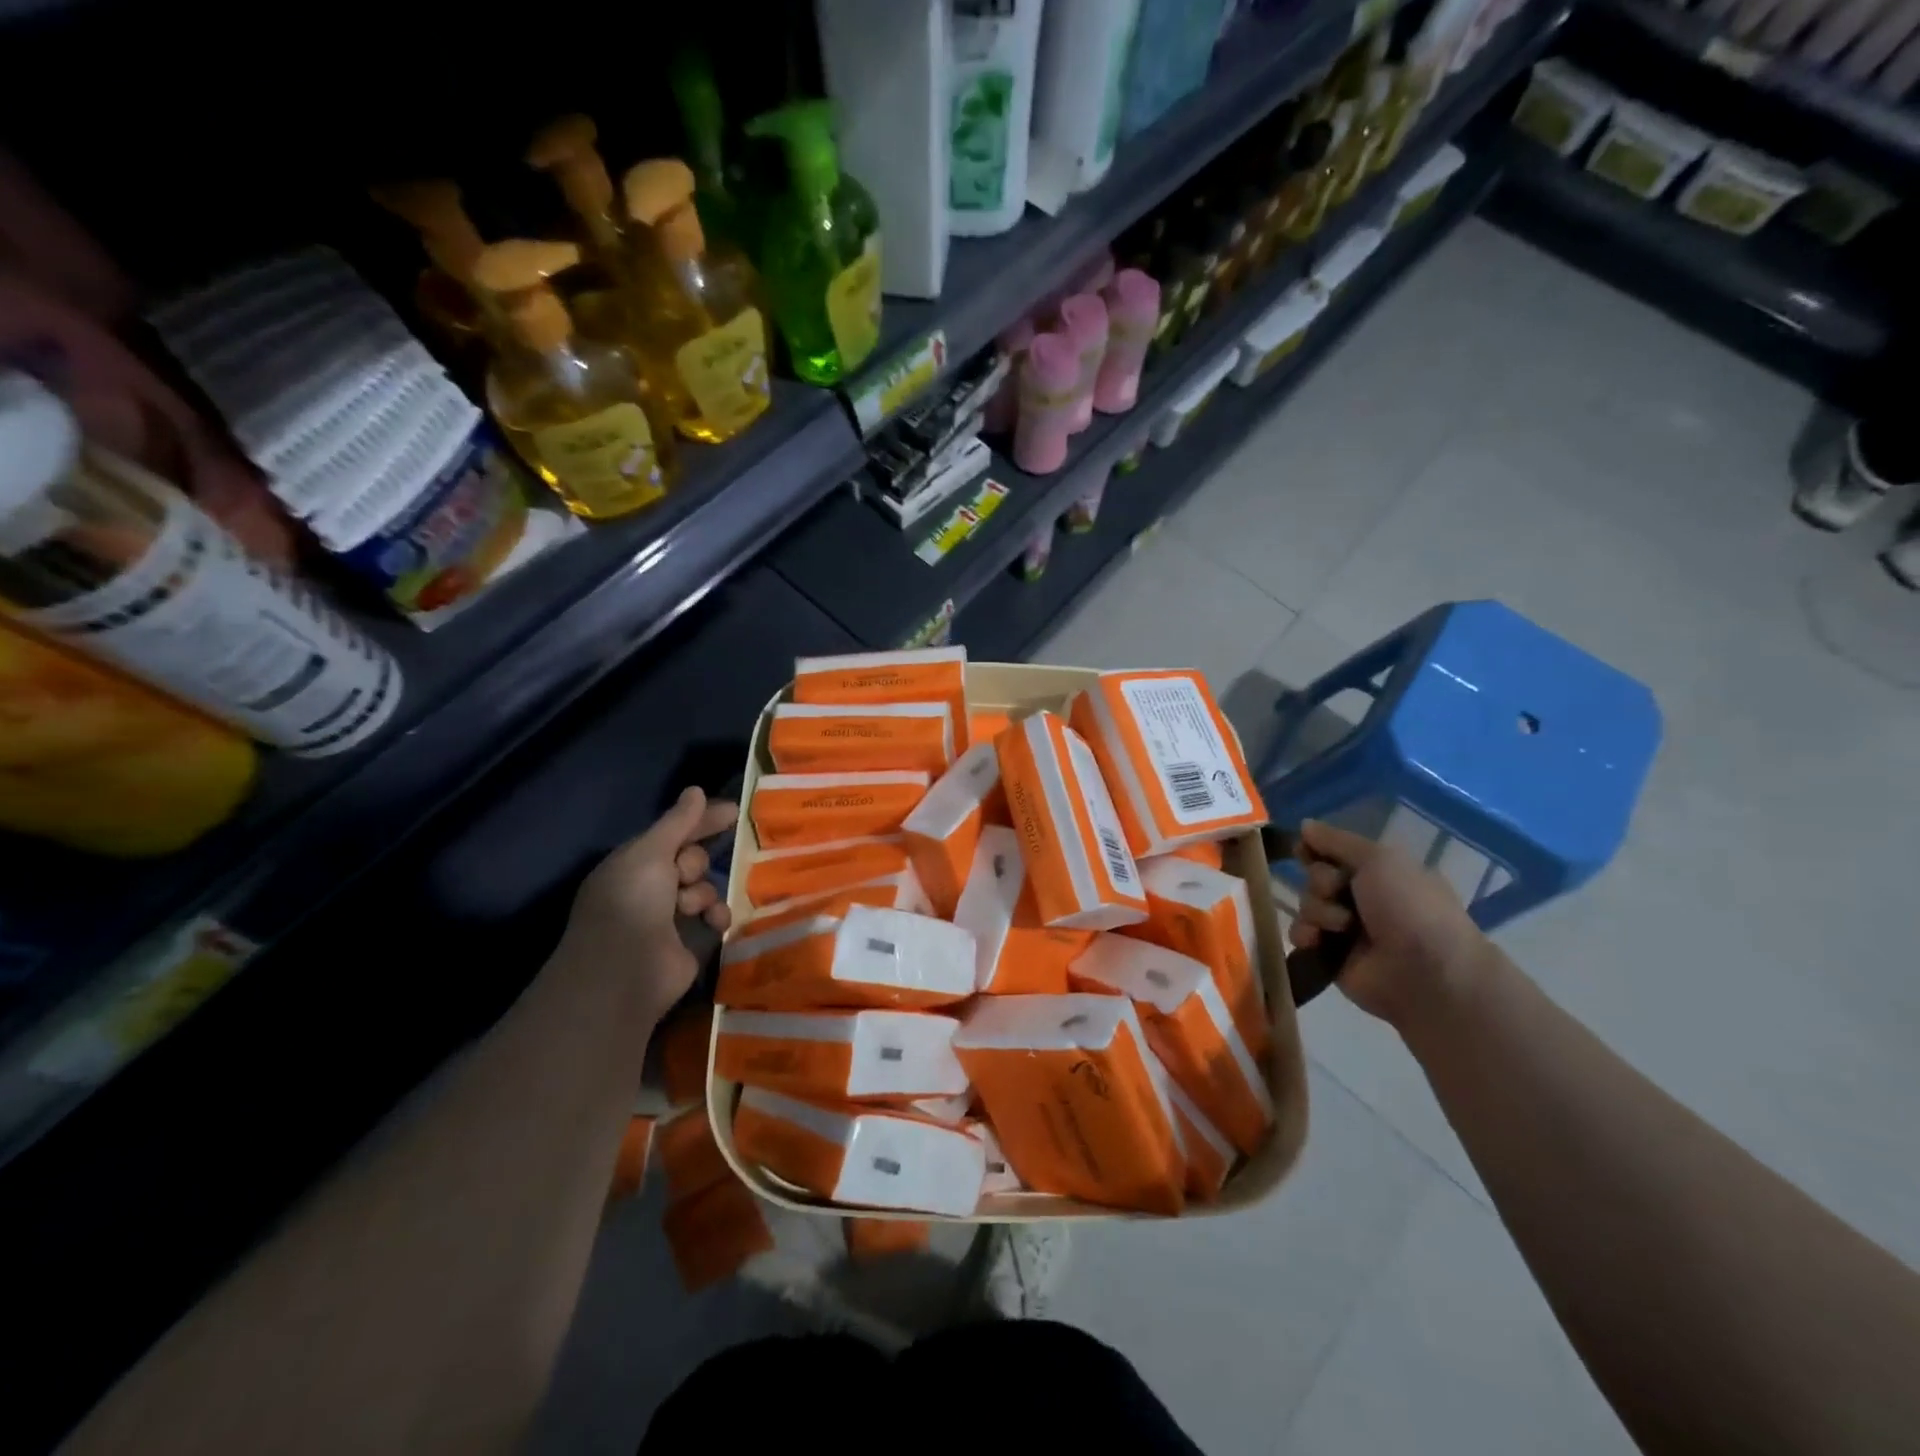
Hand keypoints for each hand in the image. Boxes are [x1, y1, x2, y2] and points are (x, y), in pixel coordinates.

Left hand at [558, 787, 737, 1016]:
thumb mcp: (651, 852)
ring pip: (706, 888)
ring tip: (692, 907)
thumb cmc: (632, 903)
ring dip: (705, 893)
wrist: (625, 972)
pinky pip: (716, 917)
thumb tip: (696, 789)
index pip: (673, 832)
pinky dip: (718, 916)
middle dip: (695, 863)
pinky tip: (715, 922)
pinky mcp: (690, 942)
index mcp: (634, 863)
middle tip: (684, 876)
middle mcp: (650, 888)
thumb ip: (678, 822)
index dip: (702, 821)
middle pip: (693, 859)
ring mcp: (670, 917)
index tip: (735, 811)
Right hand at [1288, 819, 1491, 1030]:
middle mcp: (1362, 897)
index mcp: (1380, 872)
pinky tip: (1317, 941)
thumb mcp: (1379, 859)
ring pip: (1307, 904)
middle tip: (1339, 892)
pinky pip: (1301, 935)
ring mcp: (1346, 928)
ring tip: (1342, 927)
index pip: (1334, 852)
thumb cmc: (1410, 906)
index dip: (1316, 849)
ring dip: (1318, 911)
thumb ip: (1337, 841)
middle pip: (1315, 876)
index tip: (1304, 850)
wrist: (1427, 972)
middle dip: (1321, 882)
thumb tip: (1304, 825)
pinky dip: (1306, 935)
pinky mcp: (1331, 955)